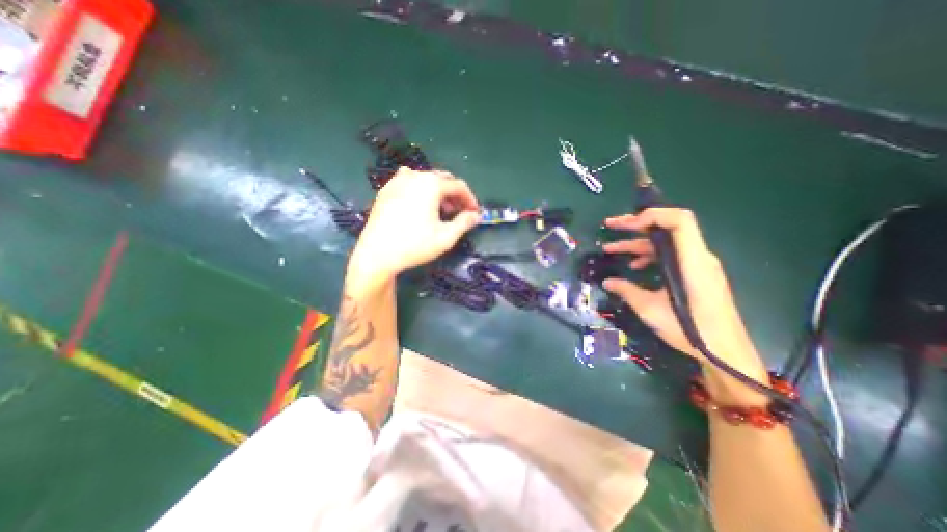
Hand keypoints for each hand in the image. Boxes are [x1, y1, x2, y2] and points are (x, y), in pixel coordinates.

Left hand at [348, 165, 481, 282]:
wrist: (377, 254)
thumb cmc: (415, 245)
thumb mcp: (446, 237)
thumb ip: (464, 223)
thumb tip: (475, 216)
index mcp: (431, 184)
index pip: (458, 186)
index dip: (470, 199)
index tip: (475, 213)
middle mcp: (415, 176)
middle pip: (442, 180)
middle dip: (454, 195)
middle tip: (460, 212)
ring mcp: (397, 181)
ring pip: (426, 180)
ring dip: (438, 193)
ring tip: (441, 211)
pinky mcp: (385, 190)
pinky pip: (409, 183)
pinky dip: (420, 191)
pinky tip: (419, 206)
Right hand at [602, 208, 763, 386]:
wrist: (725, 352)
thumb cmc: (691, 331)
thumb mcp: (651, 310)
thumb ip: (627, 291)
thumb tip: (607, 282)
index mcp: (692, 262)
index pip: (680, 220)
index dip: (653, 215)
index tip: (627, 224)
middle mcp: (698, 257)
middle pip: (668, 226)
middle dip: (637, 224)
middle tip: (610, 225)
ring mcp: (698, 264)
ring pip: (666, 242)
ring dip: (638, 242)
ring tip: (611, 249)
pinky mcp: (696, 273)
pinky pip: (671, 255)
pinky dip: (650, 255)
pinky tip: (634, 266)